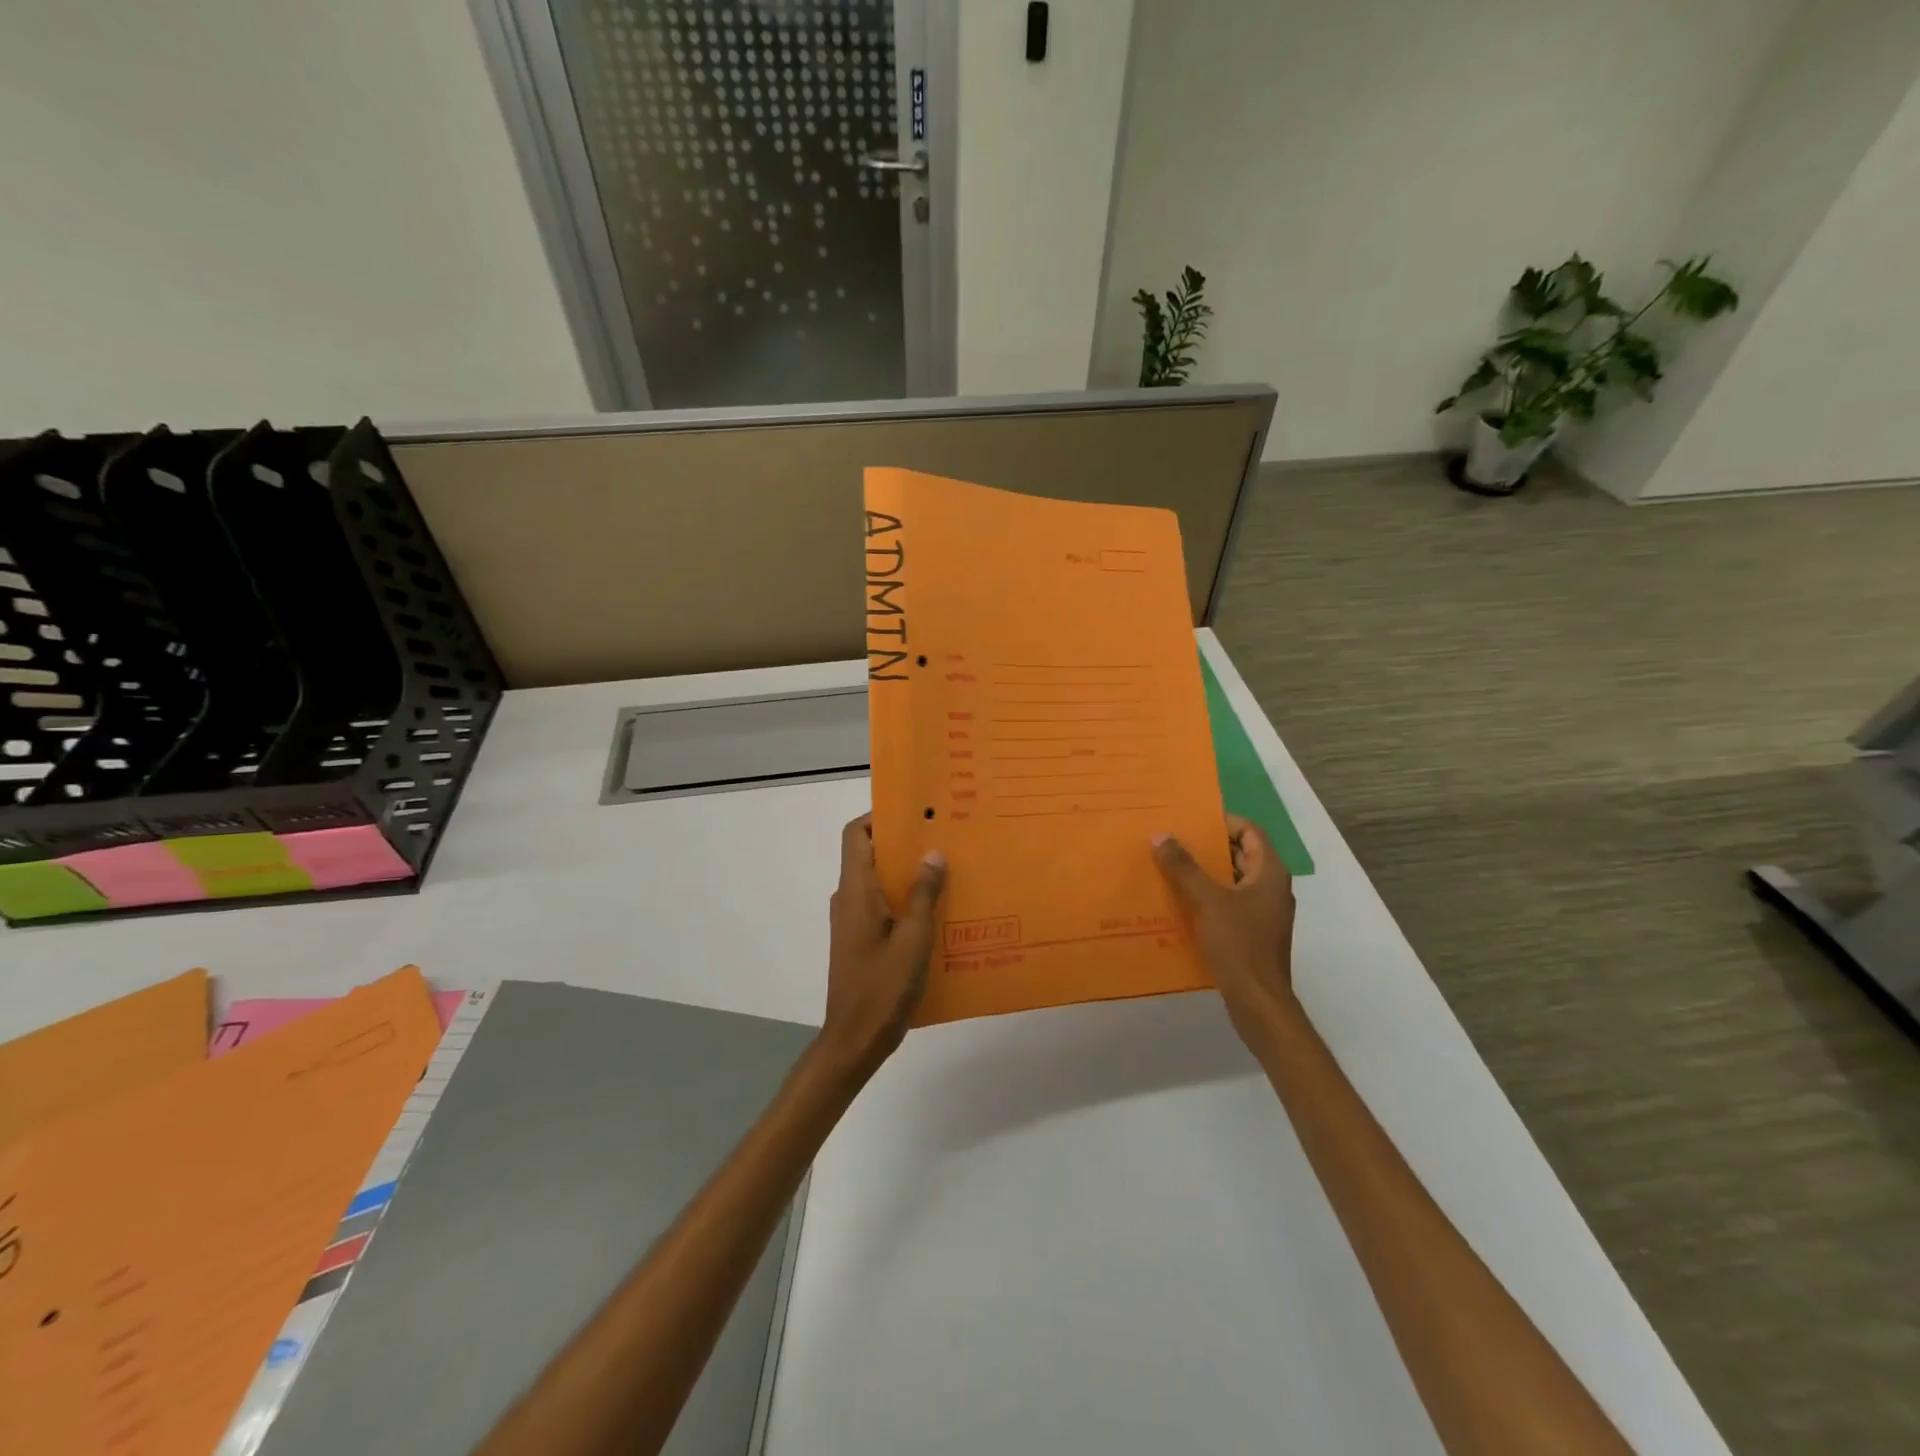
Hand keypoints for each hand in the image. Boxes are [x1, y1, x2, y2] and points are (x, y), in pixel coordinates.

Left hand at [820, 814, 946, 1076]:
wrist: (854, 1039)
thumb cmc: (882, 986)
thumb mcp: (914, 939)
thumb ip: (924, 894)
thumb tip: (933, 853)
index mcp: (856, 890)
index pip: (855, 834)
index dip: (879, 817)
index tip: (913, 813)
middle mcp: (848, 898)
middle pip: (868, 854)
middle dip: (902, 843)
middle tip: (941, 838)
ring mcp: (851, 920)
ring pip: (876, 881)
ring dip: (905, 872)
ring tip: (945, 869)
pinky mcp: (859, 939)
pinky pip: (880, 905)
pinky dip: (902, 898)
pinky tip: (936, 910)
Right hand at [1153, 815, 1297, 1044]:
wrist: (1258, 1002)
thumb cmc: (1238, 944)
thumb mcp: (1207, 901)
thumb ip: (1184, 867)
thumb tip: (1161, 835)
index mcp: (1270, 873)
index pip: (1250, 831)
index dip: (1223, 821)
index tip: (1191, 820)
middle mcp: (1272, 888)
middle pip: (1241, 854)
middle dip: (1208, 847)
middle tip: (1174, 840)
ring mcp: (1264, 913)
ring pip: (1233, 881)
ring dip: (1205, 873)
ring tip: (1170, 867)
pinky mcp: (1253, 933)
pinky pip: (1230, 904)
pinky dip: (1208, 898)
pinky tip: (1180, 902)